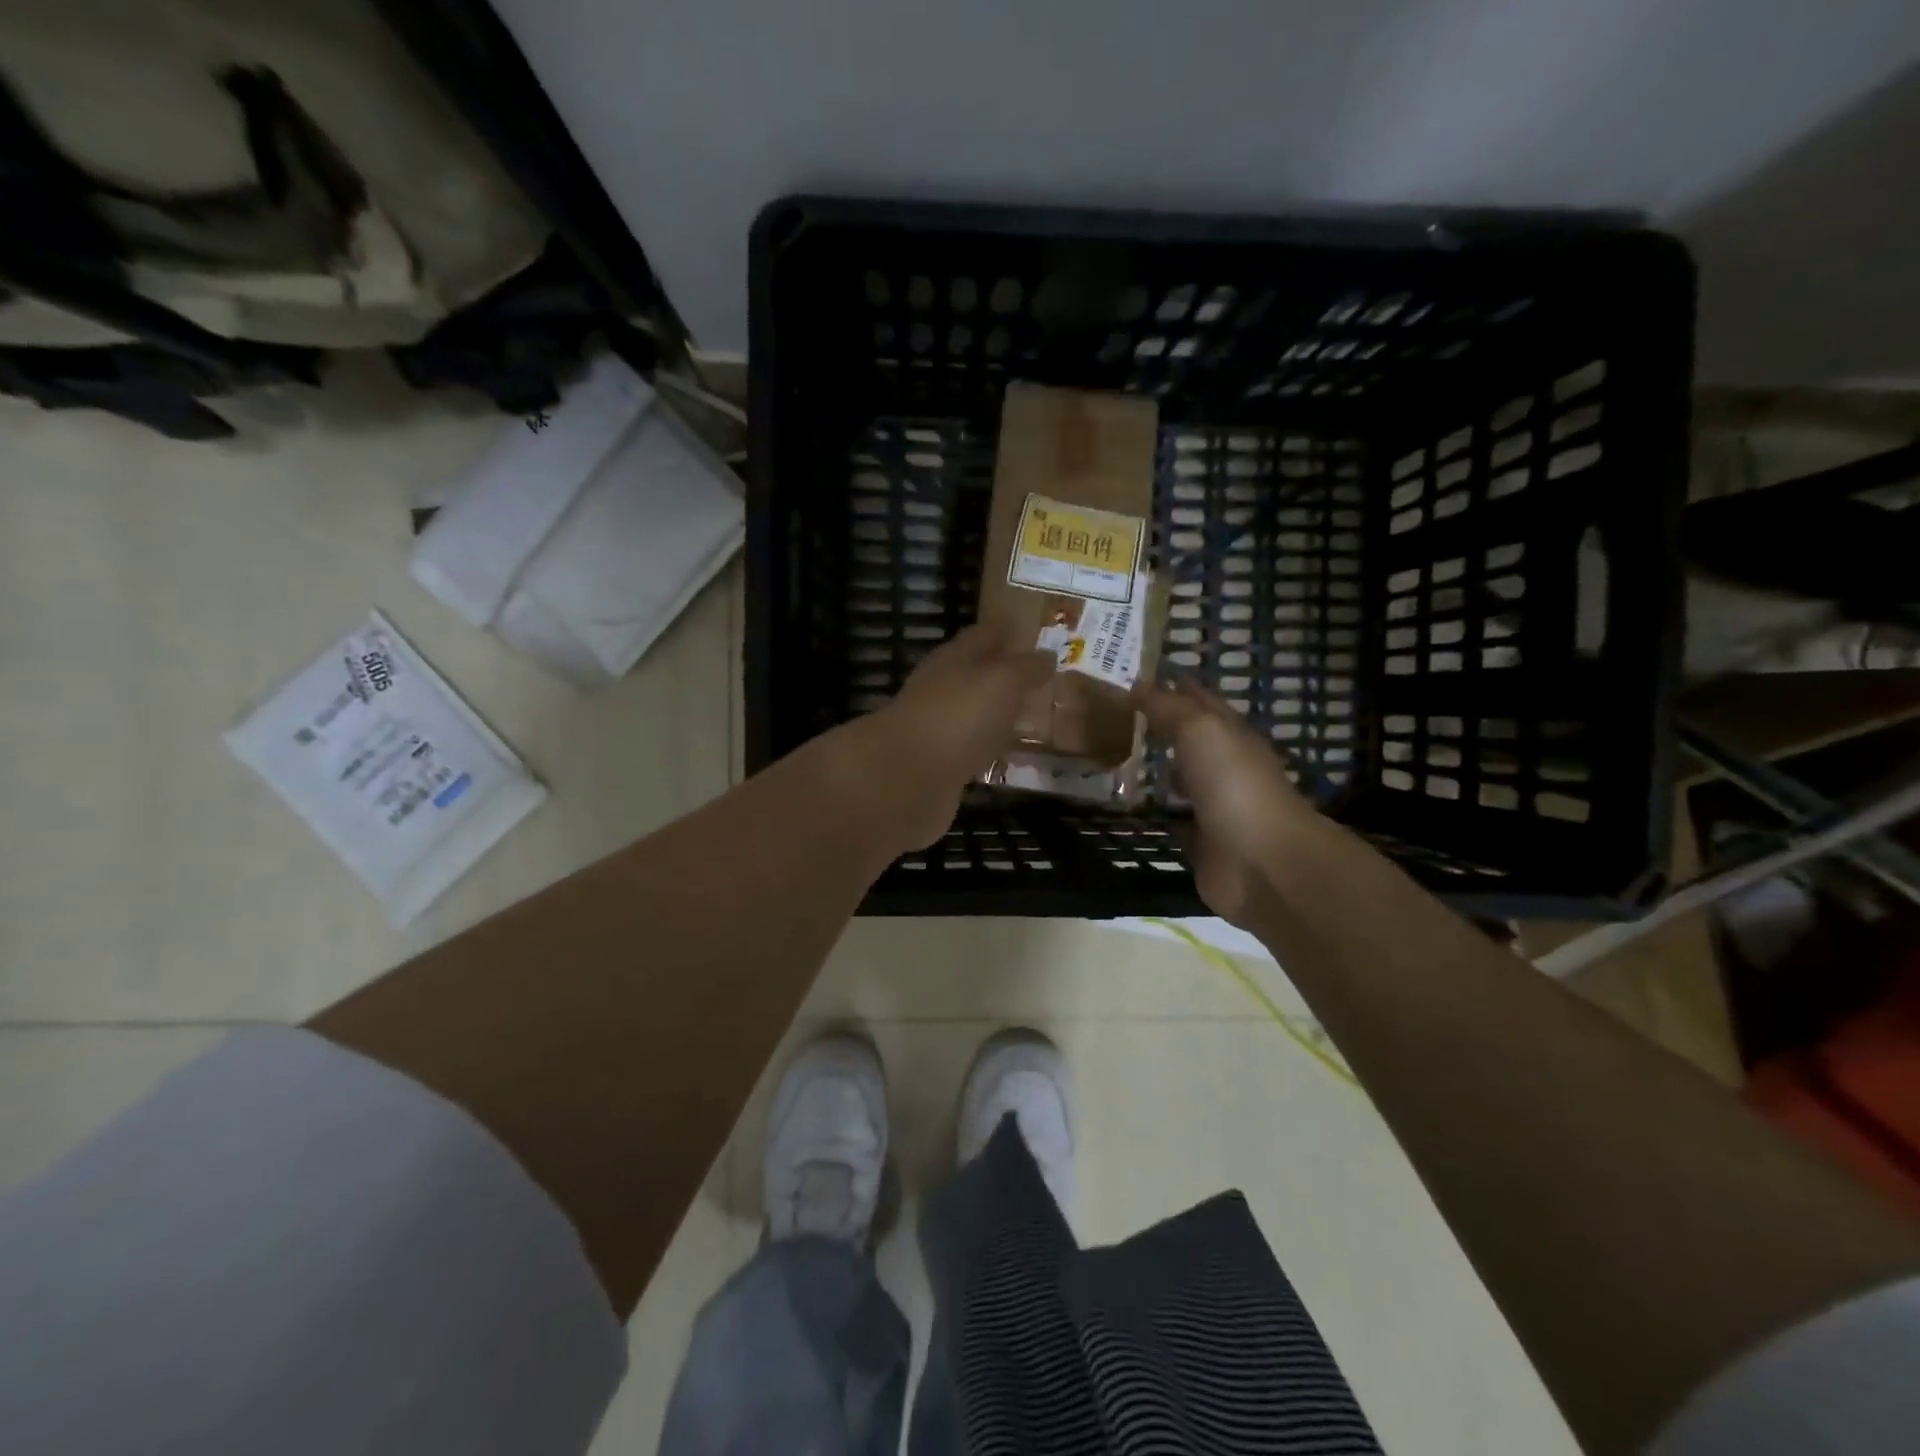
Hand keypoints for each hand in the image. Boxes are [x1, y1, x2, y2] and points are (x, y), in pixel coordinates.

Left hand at [865, 624, 1055, 848]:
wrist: (906, 778)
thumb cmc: (958, 716)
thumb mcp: (1002, 681)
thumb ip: (1025, 668)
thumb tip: (1047, 655)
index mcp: (955, 658)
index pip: (983, 634)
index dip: (1006, 630)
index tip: (1030, 630)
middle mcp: (942, 687)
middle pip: (976, 673)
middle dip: (1004, 673)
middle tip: (1041, 677)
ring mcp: (938, 727)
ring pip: (974, 712)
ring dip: (997, 712)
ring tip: (1031, 715)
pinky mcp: (939, 764)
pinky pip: (971, 748)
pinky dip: (989, 748)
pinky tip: (1007, 755)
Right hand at [1135, 680, 1322, 925]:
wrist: (1262, 862)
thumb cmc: (1233, 784)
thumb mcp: (1200, 730)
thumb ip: (1168, 707)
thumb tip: (1136, 685)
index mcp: (1231, 735)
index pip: (1199, 700)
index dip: (1172, 686)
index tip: (1135, 675)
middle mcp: (1225, 767)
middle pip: (1189, 740)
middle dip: (1158, 727)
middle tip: (1112, 717)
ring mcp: (1215, 807)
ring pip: (1180, 780)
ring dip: (1156, 770)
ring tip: (1113, 758)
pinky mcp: (1202, 844)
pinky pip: (1173, 820)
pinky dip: (1155, 813)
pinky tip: (1127, 807)